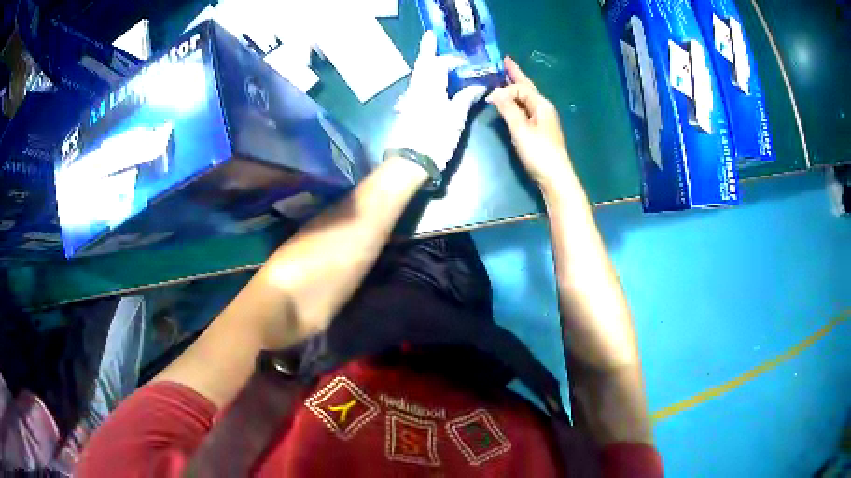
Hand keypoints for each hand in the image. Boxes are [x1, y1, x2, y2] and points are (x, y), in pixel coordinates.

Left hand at [386, 31, 486, 170]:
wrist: (410, 162)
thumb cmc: (434, 139)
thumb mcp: (455, 119)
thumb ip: (466, 98)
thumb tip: (478, 87)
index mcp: (428, 86)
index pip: (439, 63)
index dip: (453, 59)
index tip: (466, 60)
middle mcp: (416, 88)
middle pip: (422, 64)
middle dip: (427, 49)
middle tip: (431, 36)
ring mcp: (410, 99)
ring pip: (419, 75)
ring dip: (427, 63)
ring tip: (436, 57)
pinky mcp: (408, 109)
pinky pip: (418, 86)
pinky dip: (427, 78)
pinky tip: (434, 82)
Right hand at [486, 57, 571, 185]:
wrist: (555, 178)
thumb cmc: (539, 152)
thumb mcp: (520, 129)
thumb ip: (508, 109)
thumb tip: (494, 92)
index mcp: (541, 104)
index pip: (520, 88)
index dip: (504, 90)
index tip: (489, 98)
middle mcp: (543, 108)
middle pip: (526, 88)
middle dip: (515, 75)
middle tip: (505, 61)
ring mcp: (542, 120)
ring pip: (526, 98)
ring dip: (515, 88)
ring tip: (505, 78)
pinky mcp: (539, 131)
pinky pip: (525, 109)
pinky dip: (516, 102)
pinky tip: (511, 103)